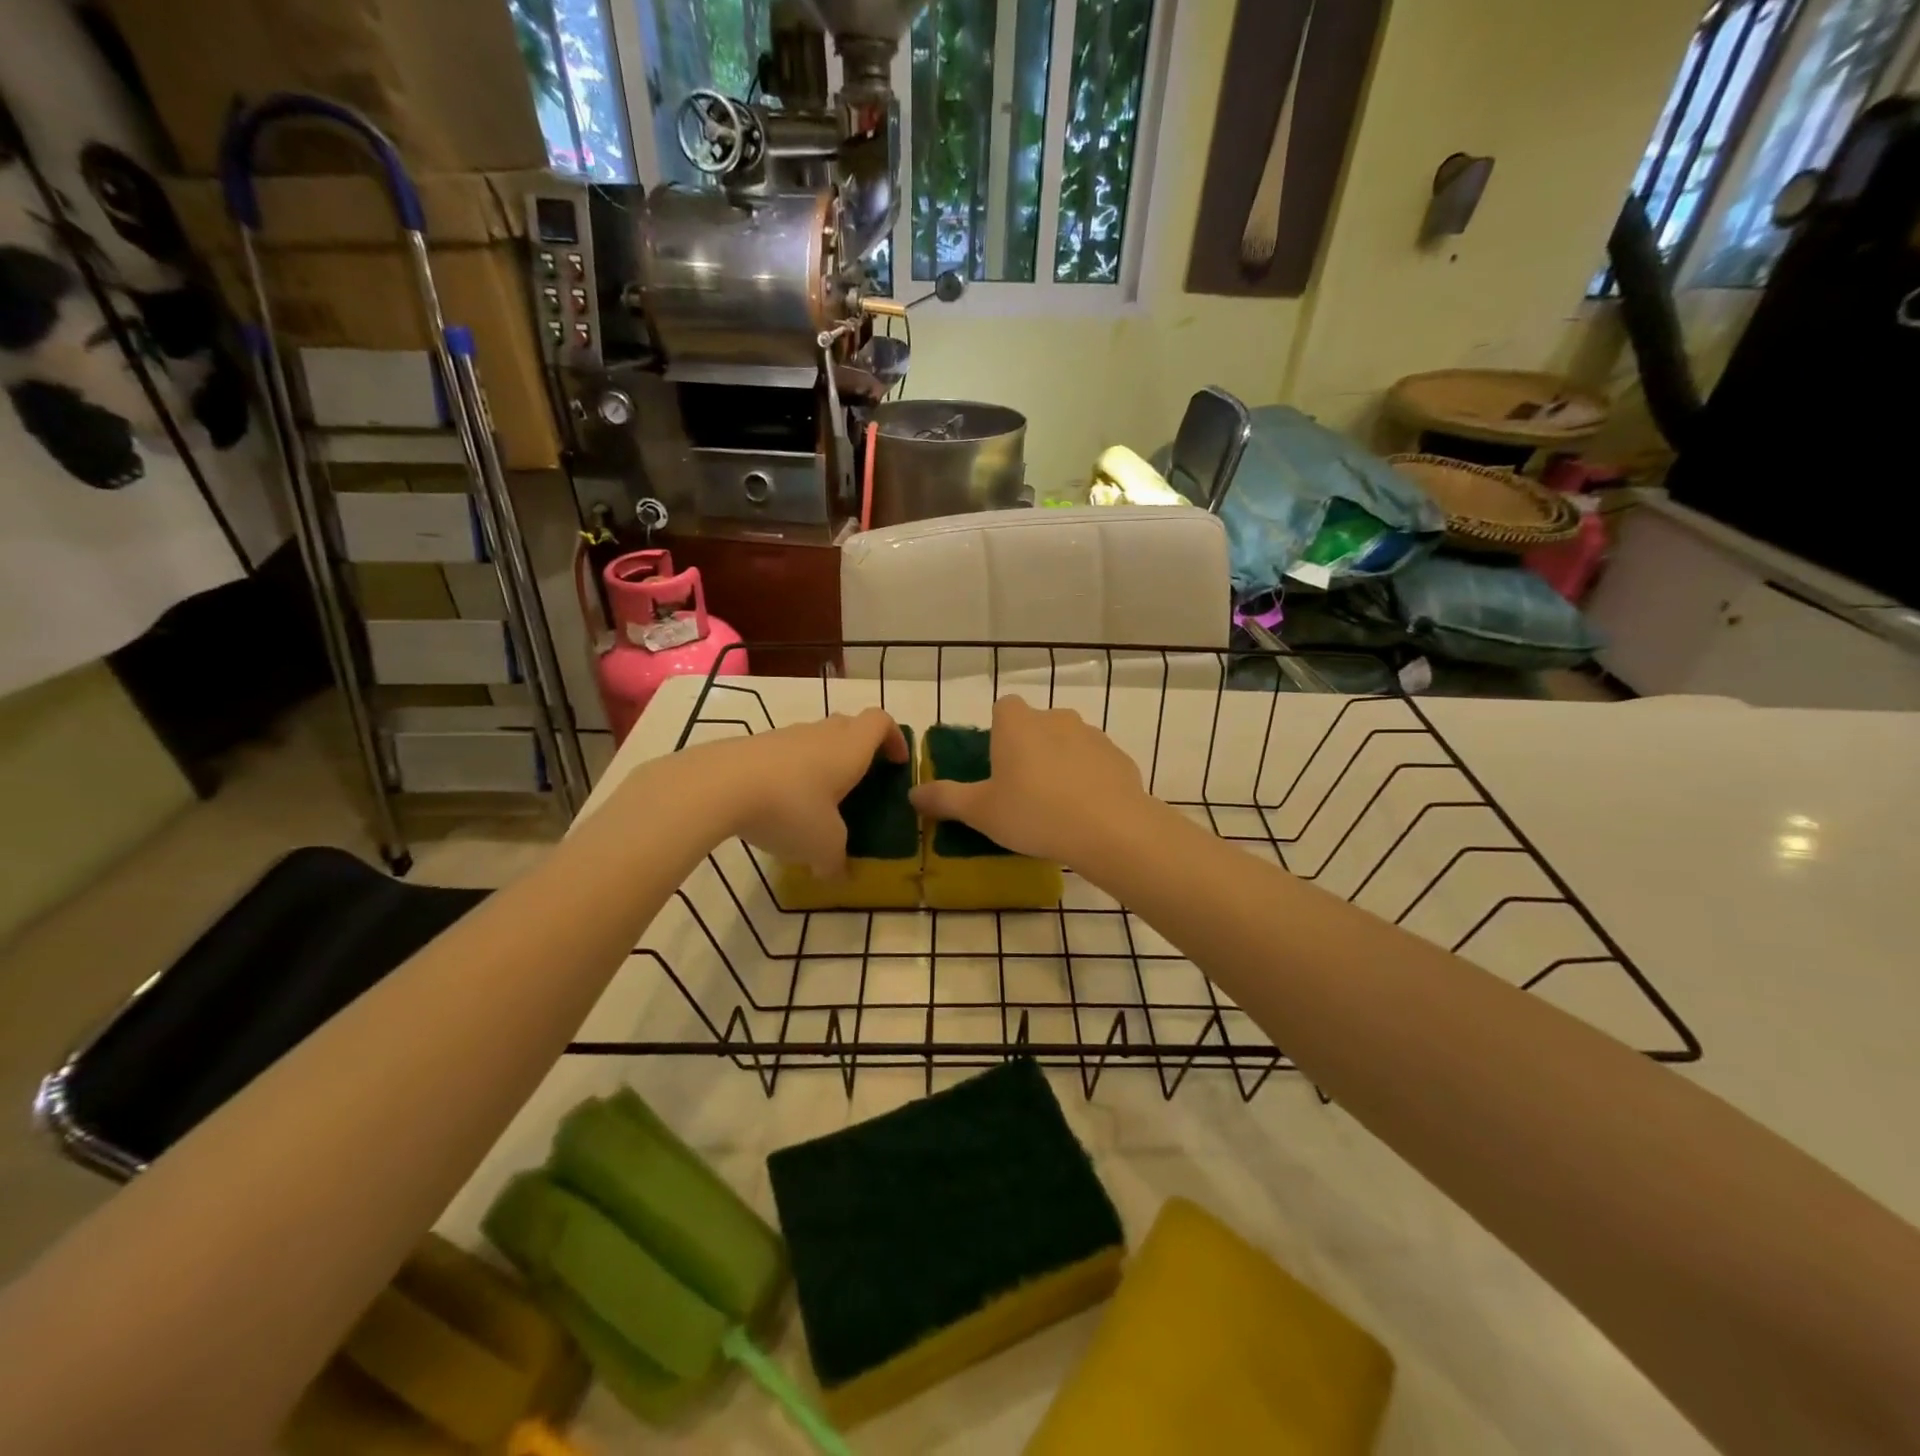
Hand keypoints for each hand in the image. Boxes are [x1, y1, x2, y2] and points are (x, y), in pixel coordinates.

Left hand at [691, 709, 907, 876]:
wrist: (719, 786)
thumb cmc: (790, 808)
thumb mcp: (823, 845)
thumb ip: (835, 860)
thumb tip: (835, 875)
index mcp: (849, 748)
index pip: (881, 722)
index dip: (894, 738)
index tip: (897, 762)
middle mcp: (821, 734)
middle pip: (849, 726)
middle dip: (860, 749)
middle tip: (861, 781)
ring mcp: (784, 736)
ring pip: (814, 739)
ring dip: (822, 761)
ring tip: (817, 800)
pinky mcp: (753, 747)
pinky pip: (784, 754)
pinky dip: (790, 773)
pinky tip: (779, 806)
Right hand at [910, 695, 1148, 864]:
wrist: (1110, 829)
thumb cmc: (1034, 813)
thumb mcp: (980, 811)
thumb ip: (945, 798)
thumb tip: (913, 793)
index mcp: (1017, 723)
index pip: (1003, 707)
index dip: (999, 732)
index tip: (997, 765)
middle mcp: (1055, 717)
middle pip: (1036, 725)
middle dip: (1029, 749)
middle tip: (1023, 791)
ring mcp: (1092, 735)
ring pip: (1068, 742)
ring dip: (1060, 763)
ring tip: (1056, 806)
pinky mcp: (1119, 756)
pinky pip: (1095, 762)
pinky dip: (1089, 779)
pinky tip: (1086, 812)